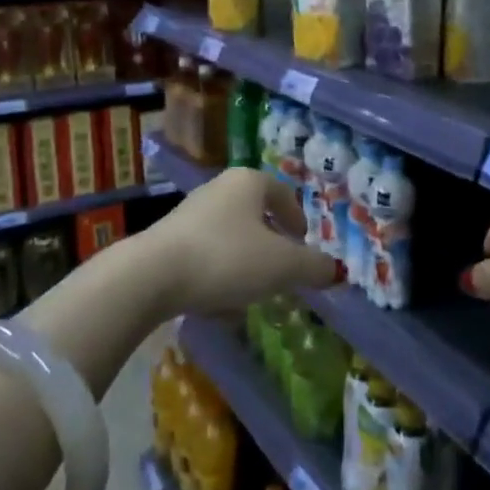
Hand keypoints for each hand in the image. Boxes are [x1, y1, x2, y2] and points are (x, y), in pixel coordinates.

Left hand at [152, 167, 337, 316]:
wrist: (152, 276)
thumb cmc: (227, 258)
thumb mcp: (282, 266)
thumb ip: (313, 267)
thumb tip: (336, 271)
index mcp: (249, 182)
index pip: (283, 193)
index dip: (298, 219)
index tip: (304, 246)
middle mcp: (219, 189)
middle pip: (255, 216)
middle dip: (271, 246)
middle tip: (283, 273)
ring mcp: (190, 214)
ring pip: (231, 239)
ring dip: (245, 265)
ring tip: (252, 296)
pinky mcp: (168, 242)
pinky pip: (206, 258)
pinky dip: (218, 278)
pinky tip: (219, 307)